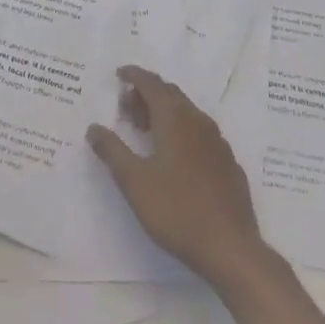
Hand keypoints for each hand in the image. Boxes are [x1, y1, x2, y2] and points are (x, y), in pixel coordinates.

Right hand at [88, 66, 268, 285]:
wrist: (230, 248)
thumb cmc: (176, 210)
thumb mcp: (134, 181)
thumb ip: (112, 150)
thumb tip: (94, 128)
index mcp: (174, 119)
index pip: (152, 83)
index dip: (134, 75)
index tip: (119, 75)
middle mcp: (198, 122)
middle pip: (170, 94)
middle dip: (147, 94)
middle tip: (126, 108)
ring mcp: (218, 142)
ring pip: (187, 113)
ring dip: (164, 112)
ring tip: (145, 131)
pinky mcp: (228, 164)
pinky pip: (201, 133)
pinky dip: (182, 131)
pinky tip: (175, 156)